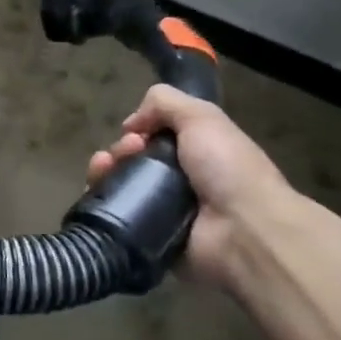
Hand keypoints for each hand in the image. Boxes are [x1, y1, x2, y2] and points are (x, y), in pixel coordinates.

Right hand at [86, 85, 296, 291]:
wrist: (244, 231)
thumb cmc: (228, 169)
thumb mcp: (202, 117)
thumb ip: (165, 103)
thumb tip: (131, 125)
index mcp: (195, 153)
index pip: (153, 138)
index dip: (139, 130)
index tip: (136, 132)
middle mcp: (177, 181)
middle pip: (131, 160)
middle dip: (120, 149)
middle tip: (129, 151)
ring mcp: (161, 210)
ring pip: (117, 185)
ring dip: (103, 170)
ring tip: (105, 167)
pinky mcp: (146, 236)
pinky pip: (113, 215)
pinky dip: (100, 200)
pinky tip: (97, 188)